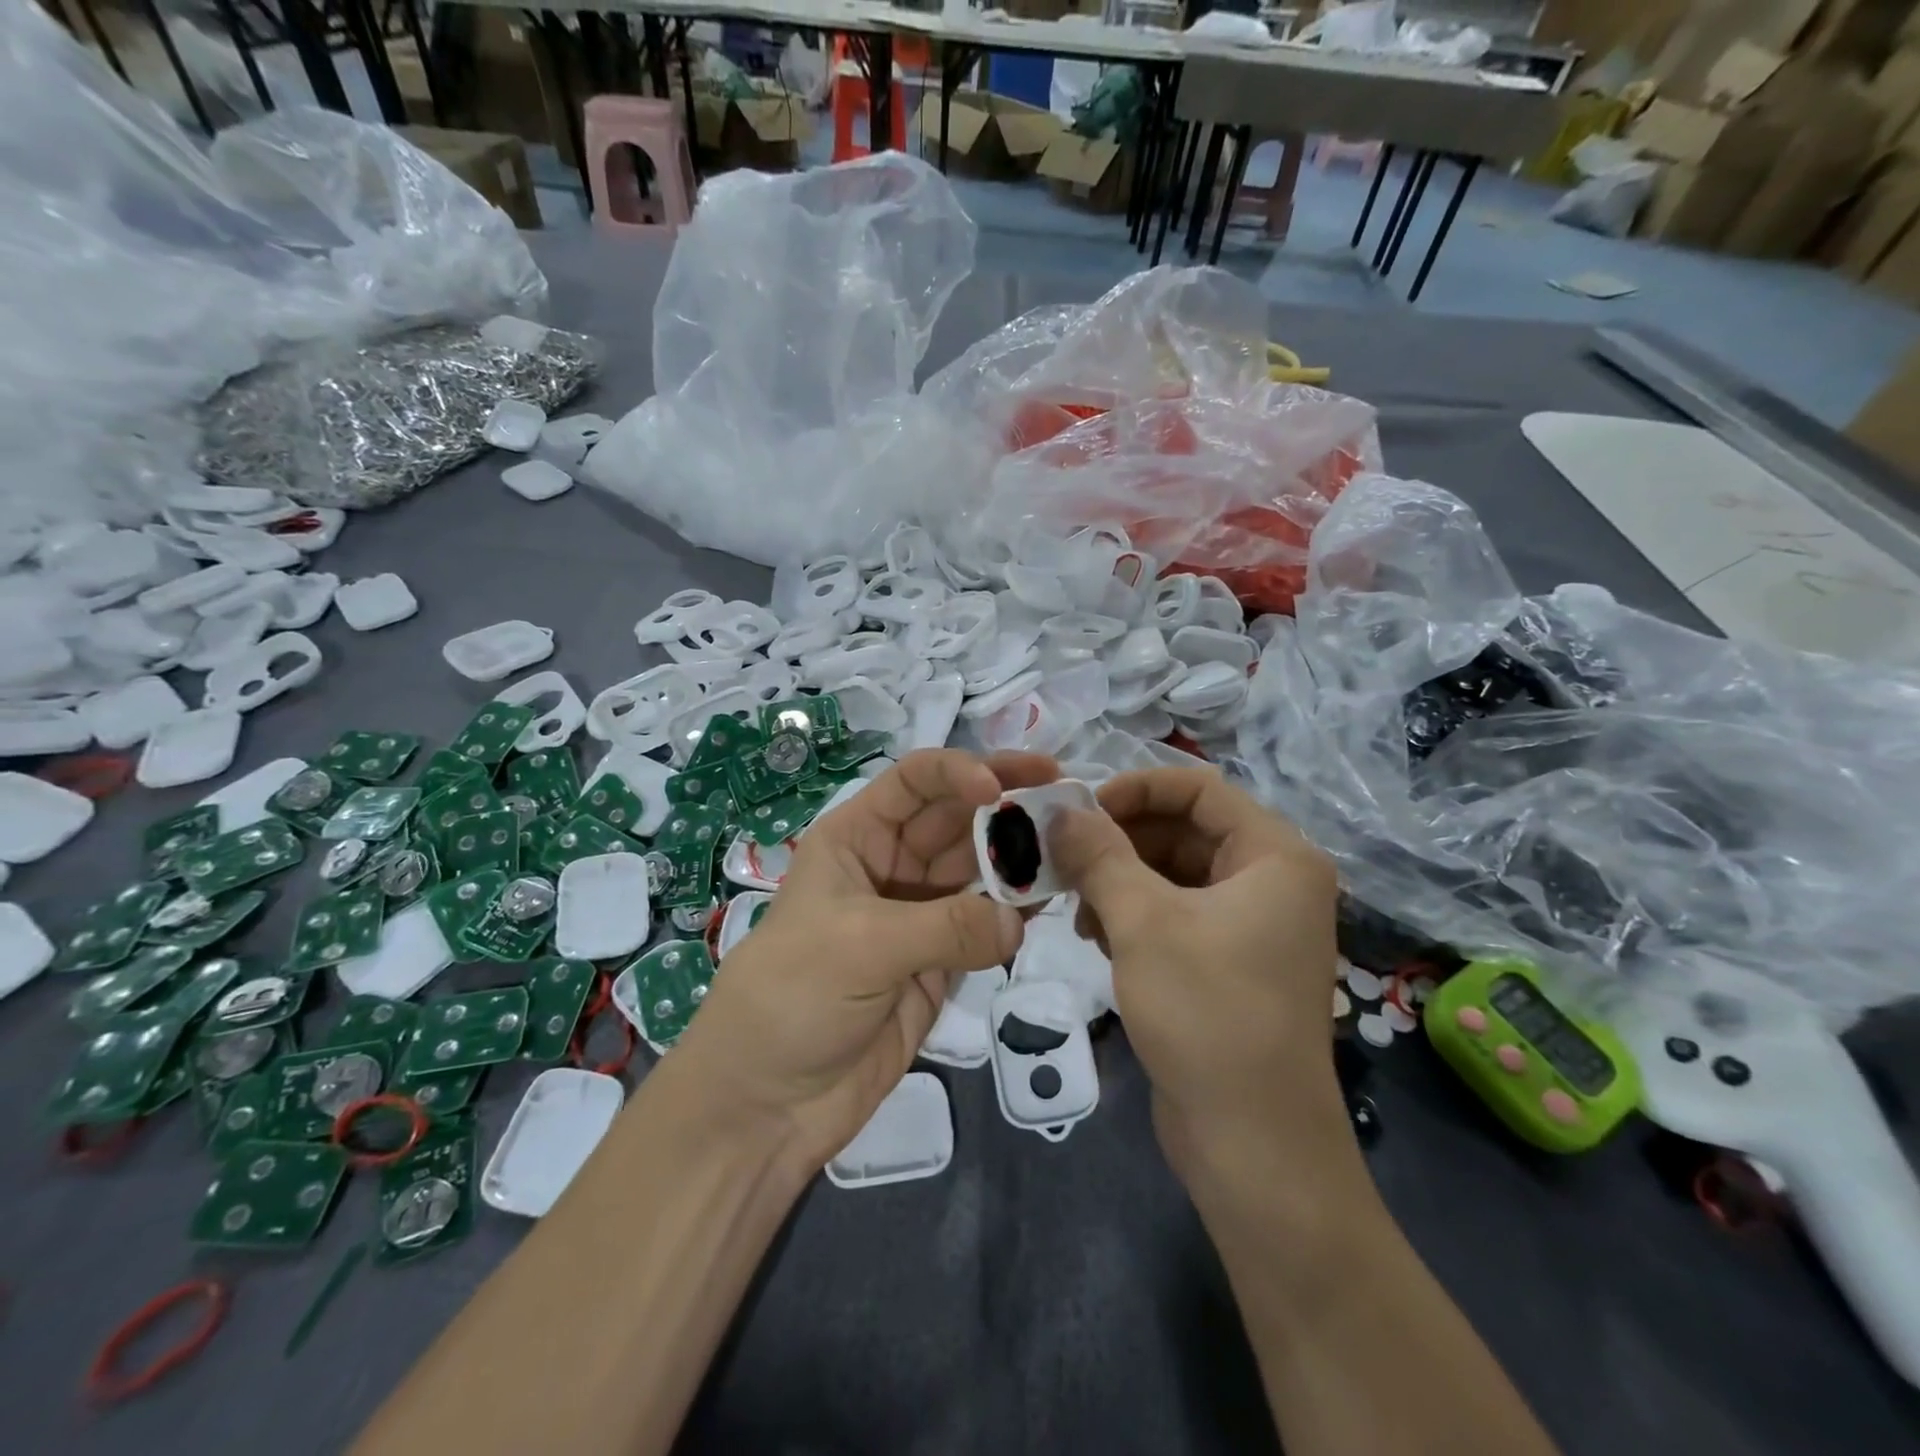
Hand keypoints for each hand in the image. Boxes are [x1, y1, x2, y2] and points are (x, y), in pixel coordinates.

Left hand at [674, 749, 1057, 1172]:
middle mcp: (890, 865)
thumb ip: (947, 927)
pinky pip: (985, 925)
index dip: (958, 772)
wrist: (766, 1101)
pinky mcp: (939, 962)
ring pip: (977, 869)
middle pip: (955, 818)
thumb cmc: (793, 998)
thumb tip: (1019, 923)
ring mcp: (918, 914)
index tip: (1000, 789)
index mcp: (856, 838)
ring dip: (1018, 857)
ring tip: (1071, 850)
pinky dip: (1016, 912)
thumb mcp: (862, 946)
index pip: (913, 782)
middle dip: (1004, 806)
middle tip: (1066, 801)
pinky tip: (1050, 901)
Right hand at [1048, 767, 1345, 1177]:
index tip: (1077, 811)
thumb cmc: (1206, 1014)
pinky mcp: (1230, 961)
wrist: (1253, 1145)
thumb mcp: (1142, 922)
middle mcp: (1273, 880)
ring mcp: (1253, 924)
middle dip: (1119, 840)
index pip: (1198, 788)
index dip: (1134, 788)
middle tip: (1062, 858)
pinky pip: (1176, 912)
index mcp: (1275, 855)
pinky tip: (1097, 937)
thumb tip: (1059, 808)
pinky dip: (1134, 914)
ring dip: (1120, 879)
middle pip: (1184, 829)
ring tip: (1076, 907)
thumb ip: (1098, 854)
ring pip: (1174, 872)